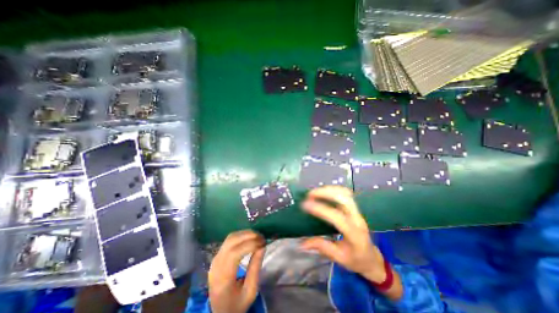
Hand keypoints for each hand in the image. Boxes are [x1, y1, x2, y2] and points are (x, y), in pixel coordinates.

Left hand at [208, 230, 264, 311]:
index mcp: (223, 278)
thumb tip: (262, 247)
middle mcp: (216, 265)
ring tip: (257, 236)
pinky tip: (249, 239)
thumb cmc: (236, 304)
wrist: (219, 312)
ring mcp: (215, 259)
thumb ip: (255, 268)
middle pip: (231, 241)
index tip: (263, 243)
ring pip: (230, 238)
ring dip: (245, 233)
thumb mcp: (250, 291)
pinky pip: (229, 240)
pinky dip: (240, 236)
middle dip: (248, 235)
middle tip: (262, 237)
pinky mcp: (217, 255)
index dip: (250, 244)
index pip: (234, 253)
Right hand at [301, 186, 401, 298]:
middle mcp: (357, 219)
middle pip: (344, 199)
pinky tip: (324, 192)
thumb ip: (321, 247)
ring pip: (345, 193)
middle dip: (325, 193)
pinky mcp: (355, 208)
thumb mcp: (338, 258)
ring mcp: (357, 212)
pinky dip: (333, 190)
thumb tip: (302, 243)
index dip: (321, 209)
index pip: (337, 217)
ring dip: (329, 189)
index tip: (305, 205)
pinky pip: (345, 194)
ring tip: (315, 192)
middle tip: (309, 195)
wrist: (372, 258)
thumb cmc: (356, 260)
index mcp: (354, 234)